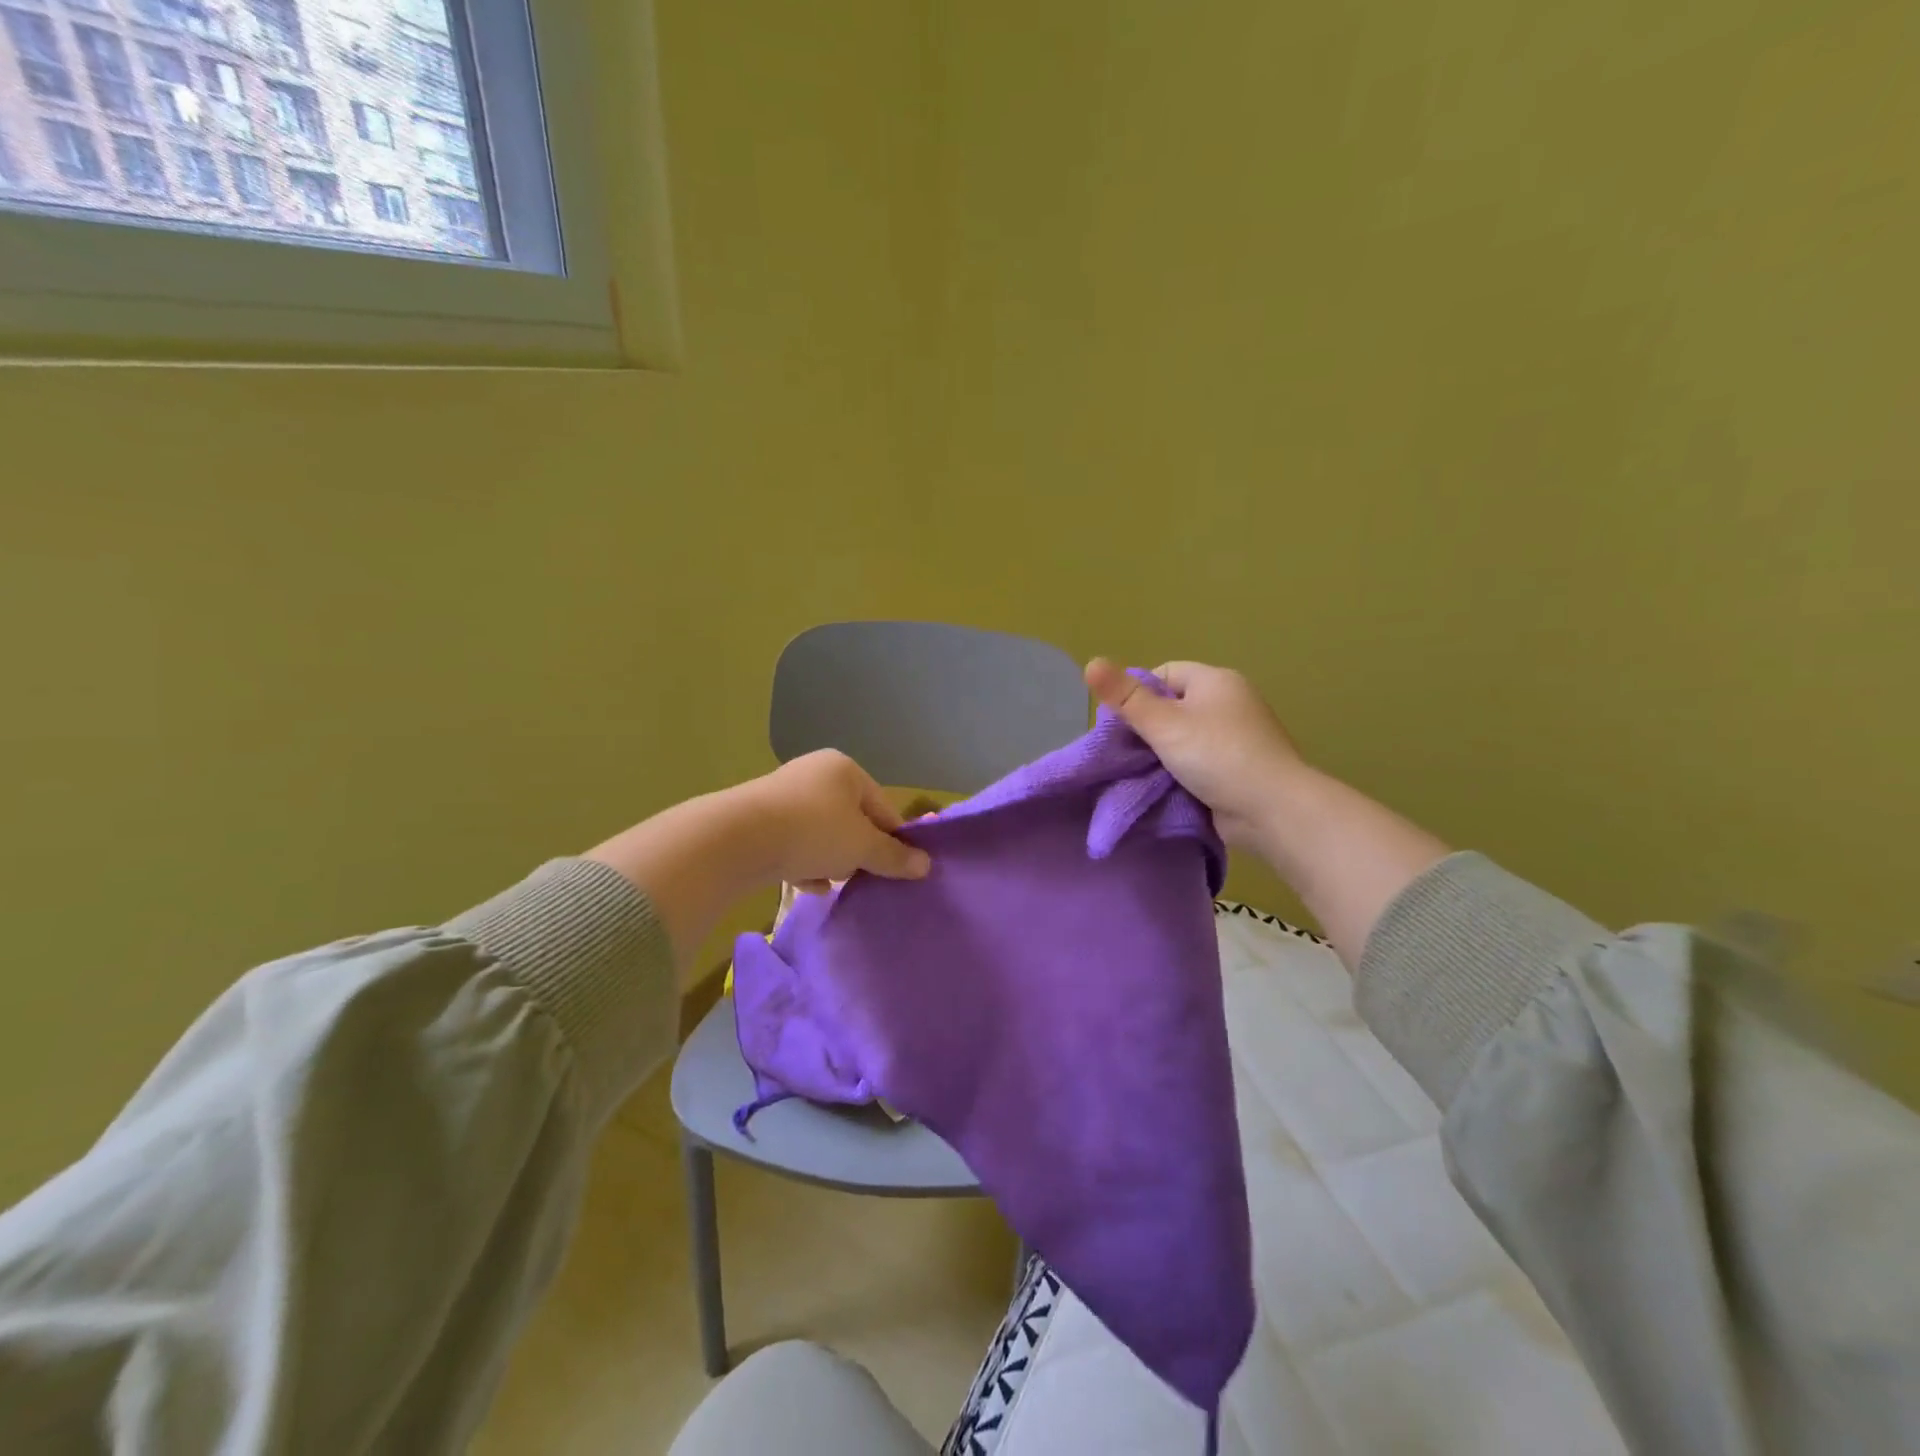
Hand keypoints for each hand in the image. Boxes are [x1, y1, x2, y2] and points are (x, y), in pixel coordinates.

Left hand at [585, 749, 928, 973]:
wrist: (736, 839)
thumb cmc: (813, 832)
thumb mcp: (862, 847)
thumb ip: (894, 856)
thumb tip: (926, 866)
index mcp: (844, 769)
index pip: (883, 806)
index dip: (893, 839)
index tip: (898, 869)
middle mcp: (814, 774)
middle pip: (852, 819)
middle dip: (858, 851)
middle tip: (864, 877)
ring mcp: (783, 795)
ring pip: (822, 833)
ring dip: (830, 860)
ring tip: (833, 884)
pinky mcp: (759, 820)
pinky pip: (794, 843)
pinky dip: (803, 863)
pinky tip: (806, 885)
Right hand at [1084, 658, 1306, 849]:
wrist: (1272, 810)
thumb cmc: (1217, 756)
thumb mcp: (1164, 724)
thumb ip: (1126, 697)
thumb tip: (1089, 663)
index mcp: (1216, 681)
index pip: (1164, 674)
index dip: (1136, 694)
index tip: (1119, 724)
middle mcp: (1229, 702)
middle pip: (1173, 706)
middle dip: (1146, 728)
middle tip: (1124, 752)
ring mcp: (1237, 736)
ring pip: (1184, 737)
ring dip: (1162, 754)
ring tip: (1139, 771)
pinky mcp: (1239, 767)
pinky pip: (1199, 761)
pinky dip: (1181, 771)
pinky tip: (1164, 786)